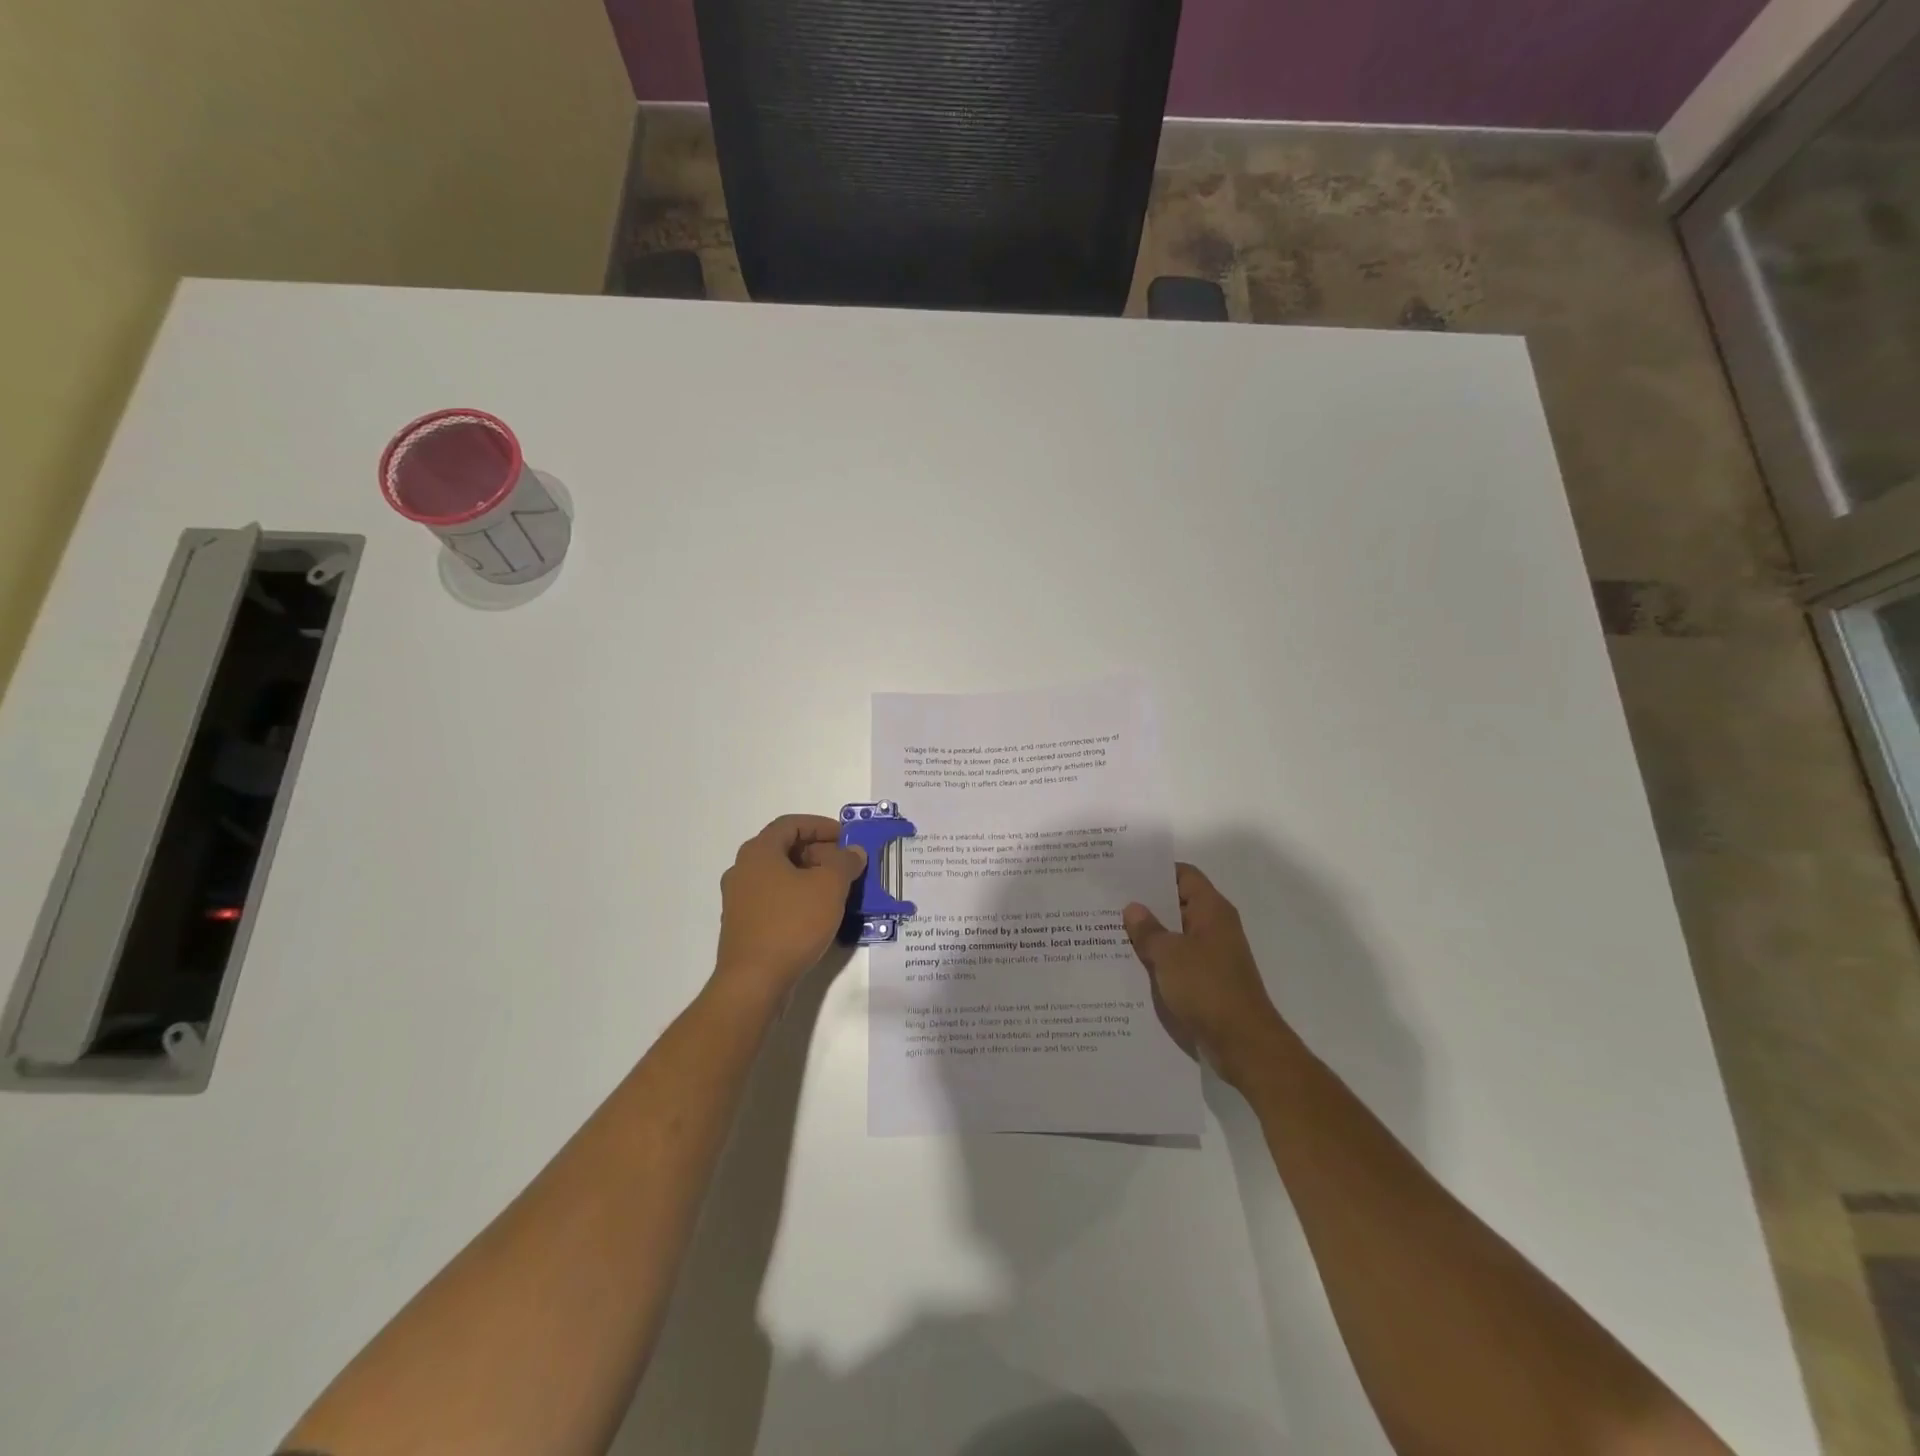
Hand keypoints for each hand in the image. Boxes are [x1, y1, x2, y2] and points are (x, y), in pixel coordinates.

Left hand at [713, 814, 865, 1006]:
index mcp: (759, 852)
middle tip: (847, 866)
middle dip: (819, 853)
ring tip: (838, 891)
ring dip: (810, 877)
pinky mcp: (743, 925)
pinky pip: (774, 900)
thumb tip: (853, 852)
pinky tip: (818, 915)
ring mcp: (739, 900)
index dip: (821, 826)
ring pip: (780, 876)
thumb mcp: (830, 887)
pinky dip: (797, 898)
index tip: (847, 838)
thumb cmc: (792, 924)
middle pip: (785, 849)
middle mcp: (743, 870)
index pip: (791, 824)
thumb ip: (845, 862)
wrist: (754, 982)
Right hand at [1123, 863, 1292, 1086]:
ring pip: (1174, 934)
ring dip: (1148, 934)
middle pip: (1176, 903)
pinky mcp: (1206, 981)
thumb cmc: (1207, 988)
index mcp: (1211, 910)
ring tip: (1108, 930)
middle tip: (1106, 901)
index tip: (1123, 873)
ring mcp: (1211, 956)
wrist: (1243, 1043)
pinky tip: (1127, 964)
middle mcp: (1214, 927)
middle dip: (1145, 904)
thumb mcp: (1169, 954)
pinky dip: (1156, 959)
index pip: (1183, 875)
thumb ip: (1148, 930)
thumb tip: (1133, 908)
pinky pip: (1176, 960)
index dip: (1155, 871)